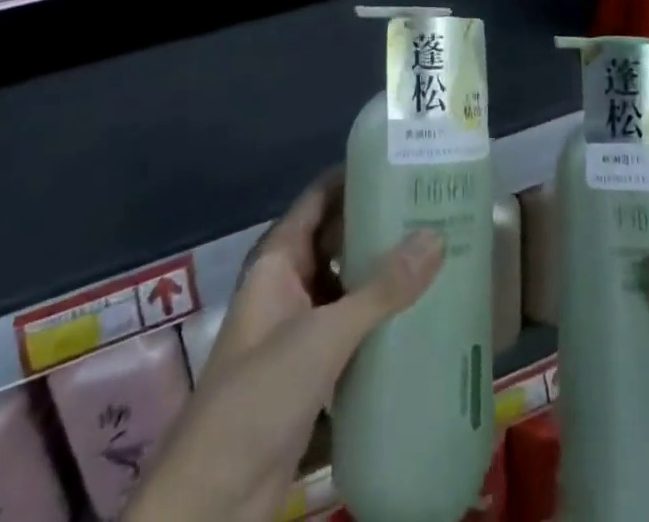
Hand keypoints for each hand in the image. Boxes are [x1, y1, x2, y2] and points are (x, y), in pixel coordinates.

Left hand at [126, 172, 444, 521]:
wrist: (211, 502)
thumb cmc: (256, 398)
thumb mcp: (322, 337)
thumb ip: (379, 290)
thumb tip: (436, 236)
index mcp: (277, 261)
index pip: (319, 199)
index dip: (354, 176)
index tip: (402, 162)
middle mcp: (287, 286)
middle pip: (337, 240)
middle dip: (379, 225)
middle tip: (433, 207)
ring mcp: (298, 331)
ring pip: (346, 286)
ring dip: (382, 275)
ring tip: (436, 254)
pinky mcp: (311, 374)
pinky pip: (352, 331)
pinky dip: (380, 321)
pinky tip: (419, 318)